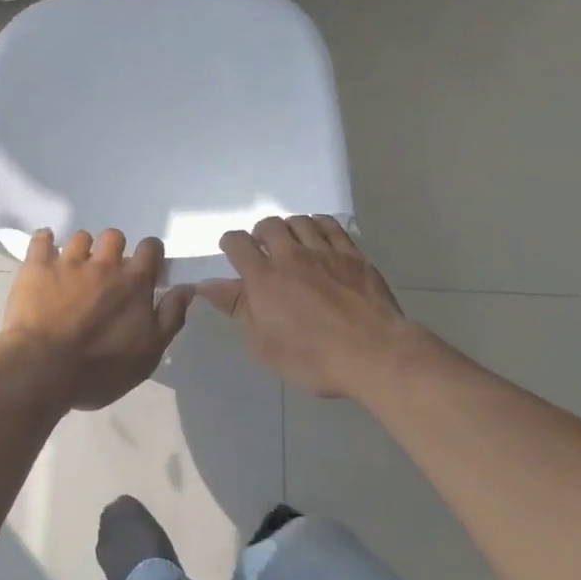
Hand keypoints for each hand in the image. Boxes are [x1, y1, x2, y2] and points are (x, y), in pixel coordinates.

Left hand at [0, 229, 194, 411]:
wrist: (44, 370)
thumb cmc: (100, 369)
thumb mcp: (149, 353)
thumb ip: (171, 317)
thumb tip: (186, 288)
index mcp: (134, 282)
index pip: (150, 248)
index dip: (150, 253)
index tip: (145, 267)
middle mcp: (104, 264)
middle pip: (114, 236)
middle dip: (113, 249)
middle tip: (106, 272)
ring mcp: (69, 262)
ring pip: (80, 237)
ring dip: (81, 250)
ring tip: (74, 269)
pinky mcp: (37, 266)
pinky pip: (41, 239)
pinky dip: (44, 242)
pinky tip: (45, 252)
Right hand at [197, 216, 413, 398]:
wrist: (374, 354)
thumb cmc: (312, 358)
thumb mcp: (263, 344)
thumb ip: (237, 308)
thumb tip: (206, 285)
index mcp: (264, 277)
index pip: (237, 242)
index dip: (230, 244)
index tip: (233, 255)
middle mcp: (291, 255)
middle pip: (268, 225)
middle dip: (261, 234)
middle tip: (264, 252)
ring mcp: (324, 251)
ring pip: (300, 221)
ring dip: (290, 229)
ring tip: (292, 245)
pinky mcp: (352, 255)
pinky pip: (331, 225)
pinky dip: (319, 225)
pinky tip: (319, 238)